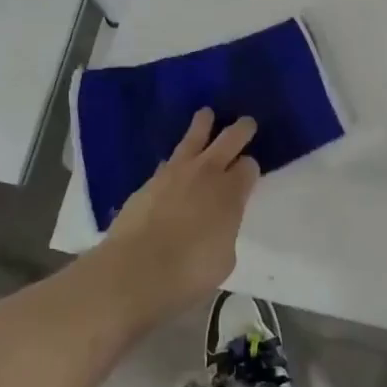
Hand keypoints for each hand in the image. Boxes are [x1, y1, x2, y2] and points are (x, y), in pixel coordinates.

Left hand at [101, 109, 260, 318]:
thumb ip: (225, 231)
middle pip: (230, 139)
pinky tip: (173, 162)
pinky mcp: (149, 181)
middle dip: (241, 129)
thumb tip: (217, 225)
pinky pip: (168, 160)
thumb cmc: (189, 272)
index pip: (249, 166)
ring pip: (194, 137)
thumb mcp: (224, 258)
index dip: (251, 168)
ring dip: (203, 124)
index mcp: (232, 192)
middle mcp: (207, 173)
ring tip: (206, 114)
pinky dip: (175, 158)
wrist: (135, 270)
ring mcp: (175, 172)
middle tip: (247, 123)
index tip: (249, 173)